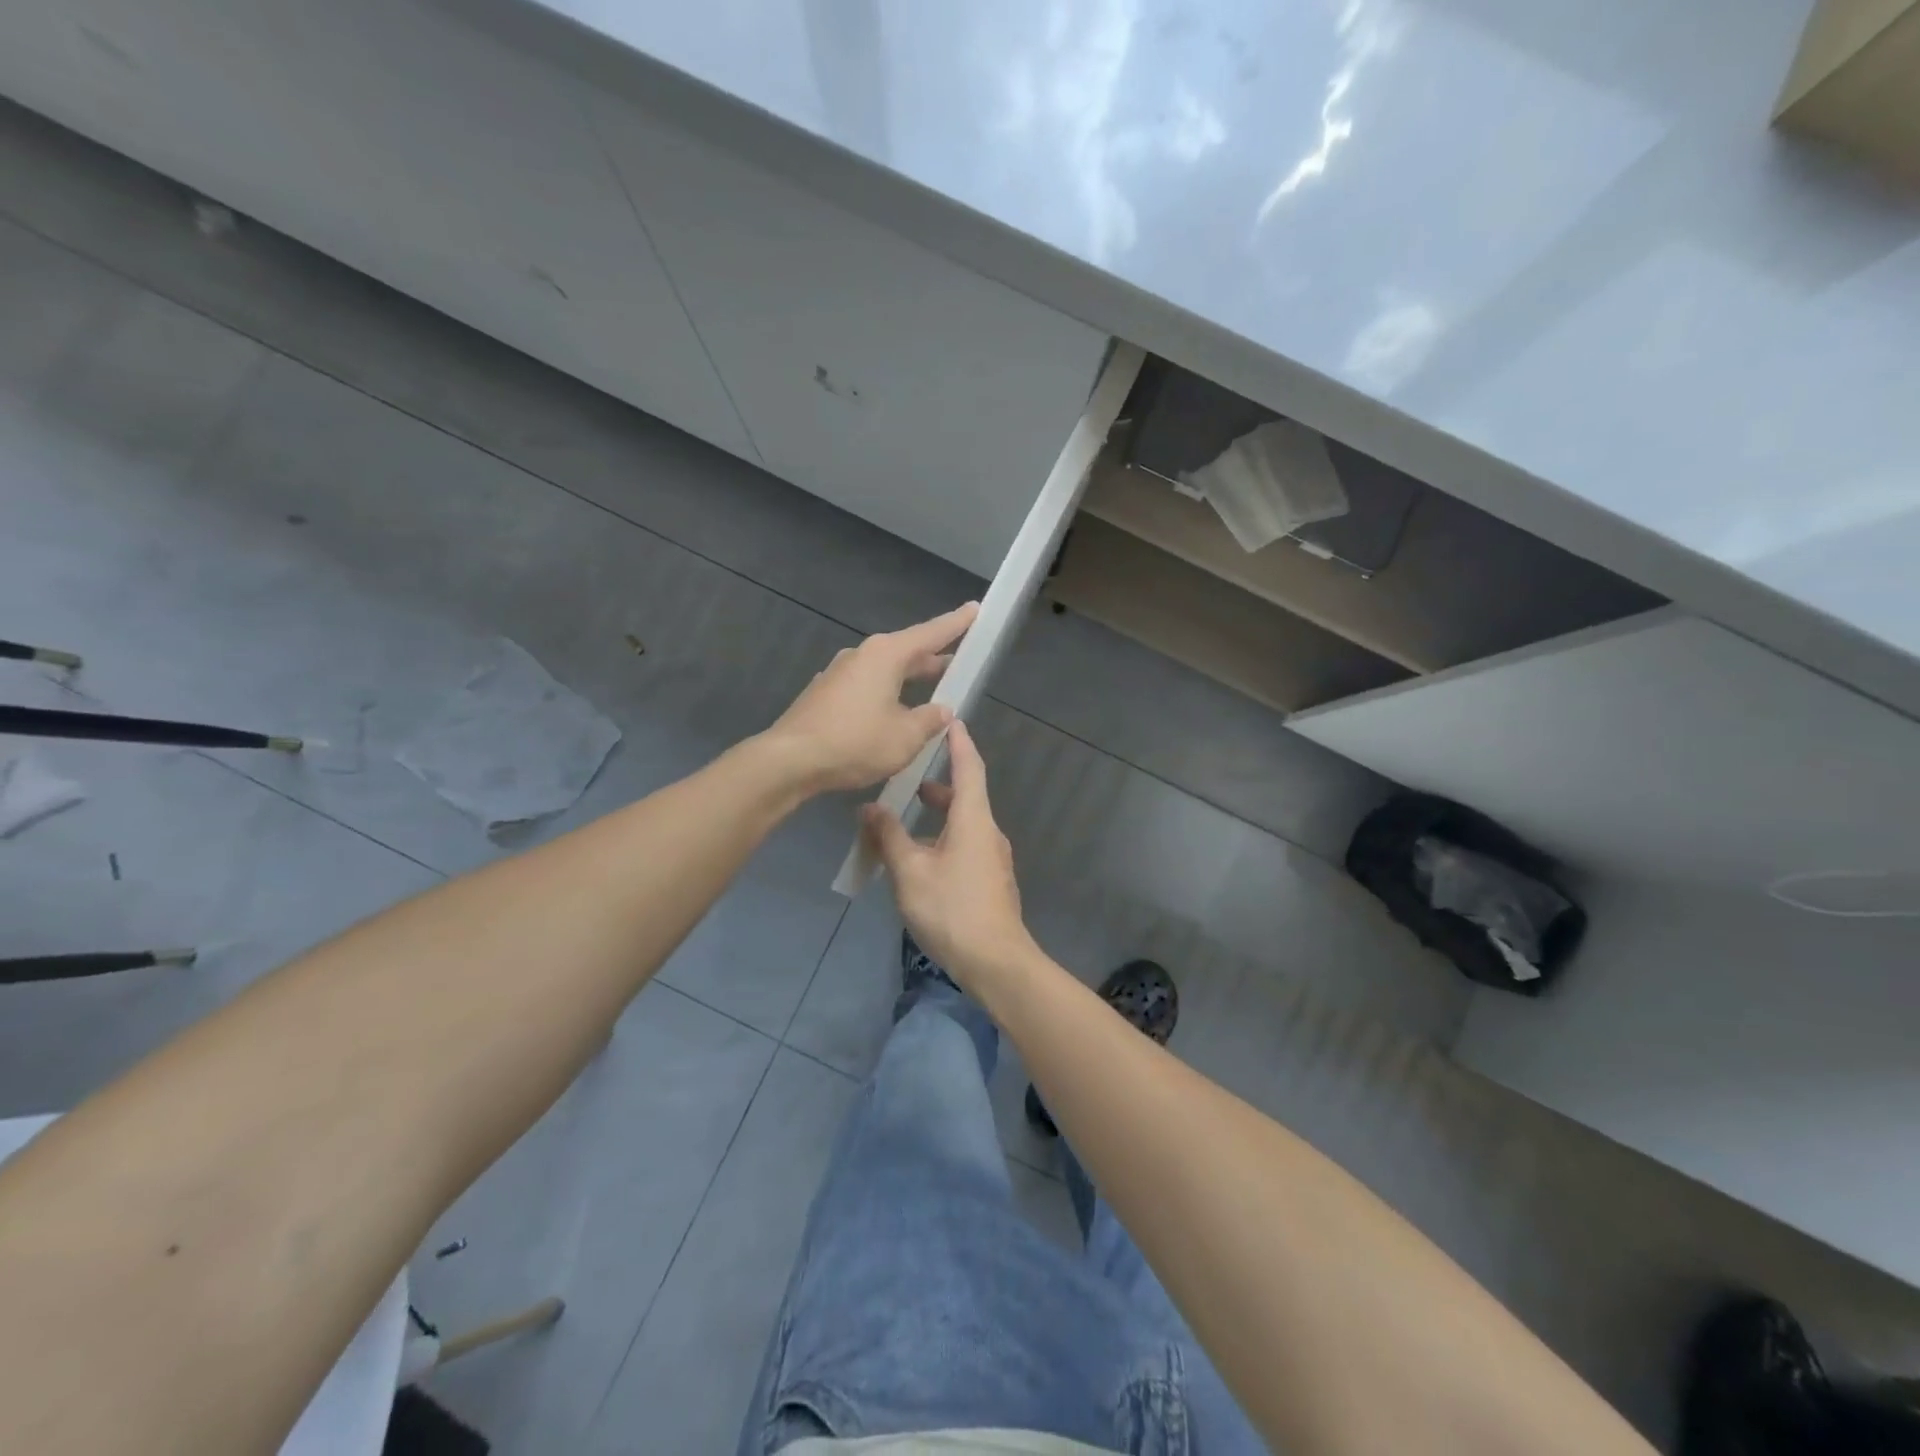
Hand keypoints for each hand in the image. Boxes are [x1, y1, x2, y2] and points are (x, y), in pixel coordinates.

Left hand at [763, 602, 977, 792]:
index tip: (975, 609)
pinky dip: (886, 693)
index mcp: (886, 655)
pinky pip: (866, 686)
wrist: (790, 760)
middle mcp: (862, 655)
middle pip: (906, 651)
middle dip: (933, 658)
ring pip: (885, 670)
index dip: (956, 624)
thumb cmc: (855, 742)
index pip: (930, 633)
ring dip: (909, 678)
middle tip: (958, 662)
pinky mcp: (825, 694)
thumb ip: (930, 720)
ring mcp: (839, 674)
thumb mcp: (905, 736)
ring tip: (931, 690)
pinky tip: (892, 713)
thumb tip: (943, 710)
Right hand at [860, 721, 1034, 990]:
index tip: (949, 721)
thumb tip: (870, 807)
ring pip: (964, 824)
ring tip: (906, 819)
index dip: (959, 743)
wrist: (996, 962)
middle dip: (939, 784)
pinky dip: (943, 838)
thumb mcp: (910, 871)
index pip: (969, 768)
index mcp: (974, 820)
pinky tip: (920, 858)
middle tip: (910, 777)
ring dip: (939, 815)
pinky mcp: (990, 881)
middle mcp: (988, 832)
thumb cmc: (952, 909)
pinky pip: (965, 846)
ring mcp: (993, 859)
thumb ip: (889, 836)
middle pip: (966, 796)